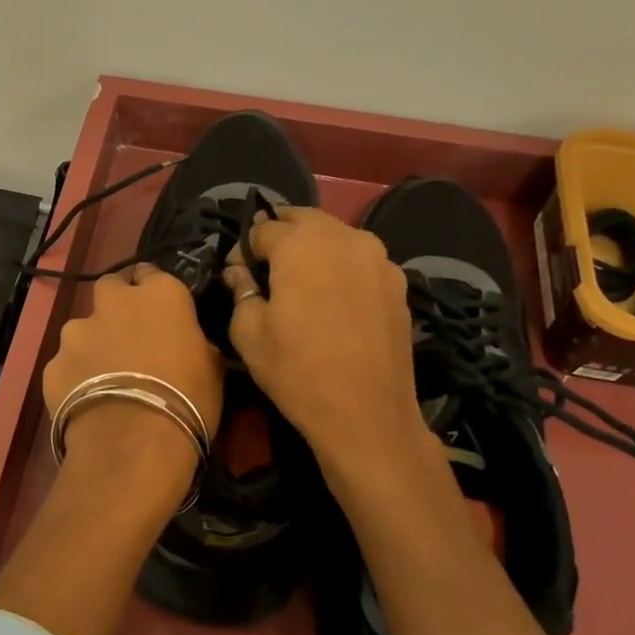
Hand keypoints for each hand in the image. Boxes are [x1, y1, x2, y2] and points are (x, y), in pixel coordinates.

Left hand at [44, 264, 224, 484]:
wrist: (133, 444)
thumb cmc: (187, 401)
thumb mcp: (211, 368)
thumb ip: (194, 341)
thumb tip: (187, 342)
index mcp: (160, 294)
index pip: (152, 274)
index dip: (154, 293)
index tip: (160, 313)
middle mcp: (114, 302)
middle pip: (111, 287)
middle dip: (117, 305)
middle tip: (129, 337)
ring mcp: (77, 331)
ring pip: (83, 327)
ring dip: (93, 343)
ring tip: (104, 378)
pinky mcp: (53, 362)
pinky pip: (66, 364)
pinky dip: (74, 376)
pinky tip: (86, 402)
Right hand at [224, 209, 425, 457]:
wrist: (367, 414)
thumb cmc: (297, 370)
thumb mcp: (249, 332)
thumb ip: (241, 290)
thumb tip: (239, 272)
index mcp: (302, 243)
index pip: (262, 229)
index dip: (243, 250)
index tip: (237, 276)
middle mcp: (344, 237)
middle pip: (303, 220)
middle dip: (280, 236)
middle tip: (266, 269)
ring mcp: (378, 258)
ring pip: (336, 237)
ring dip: (313, 249)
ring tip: (300, 282)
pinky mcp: (398, 283)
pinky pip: (360, 261)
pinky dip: (341, 268)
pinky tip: (333, 300)